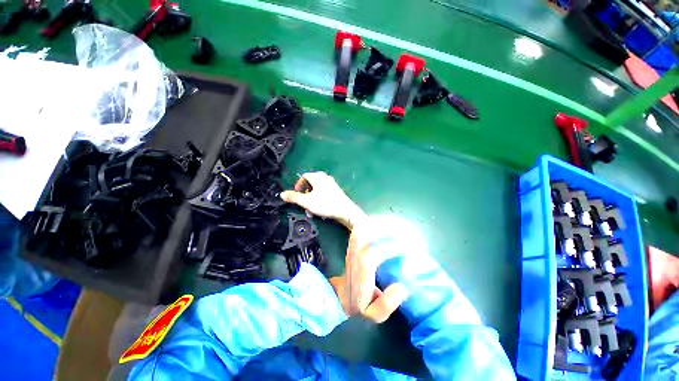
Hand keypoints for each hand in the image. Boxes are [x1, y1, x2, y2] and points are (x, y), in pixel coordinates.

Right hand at [280, 172, 365, 229]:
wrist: (345, 211)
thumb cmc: (326, 204)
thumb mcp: (307, 201)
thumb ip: (294, 197)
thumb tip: (282, 194)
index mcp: (317, 177)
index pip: (303, 177)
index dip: (298, 185)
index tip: (296, 195)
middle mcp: (325, 177)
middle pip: (310, 183)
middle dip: (305, 194)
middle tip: (304, 203)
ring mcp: (331, 184)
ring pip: (317, 189)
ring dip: (312, 198)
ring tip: (311, 208)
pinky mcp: (336, 191)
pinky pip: (323, 192)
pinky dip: (319, 198)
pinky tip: (320, 208)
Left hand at [329, 222, 407, 322]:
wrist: (342, 299)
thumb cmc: (360, 306)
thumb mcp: (373, 315)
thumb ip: (387, 305)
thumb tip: (402, 287)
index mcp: (360, 274)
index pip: (371, 255)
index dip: (388, 249)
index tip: (406, 247)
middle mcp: (354, 257)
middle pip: (363, 235)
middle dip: (383, 229)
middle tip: (401, 229)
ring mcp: (351, 249)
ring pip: (360, 229)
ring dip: (377, 224)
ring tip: (394, 224)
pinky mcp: (352, 246)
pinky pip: (359, 229)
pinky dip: (371, 224)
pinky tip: (382, 225)